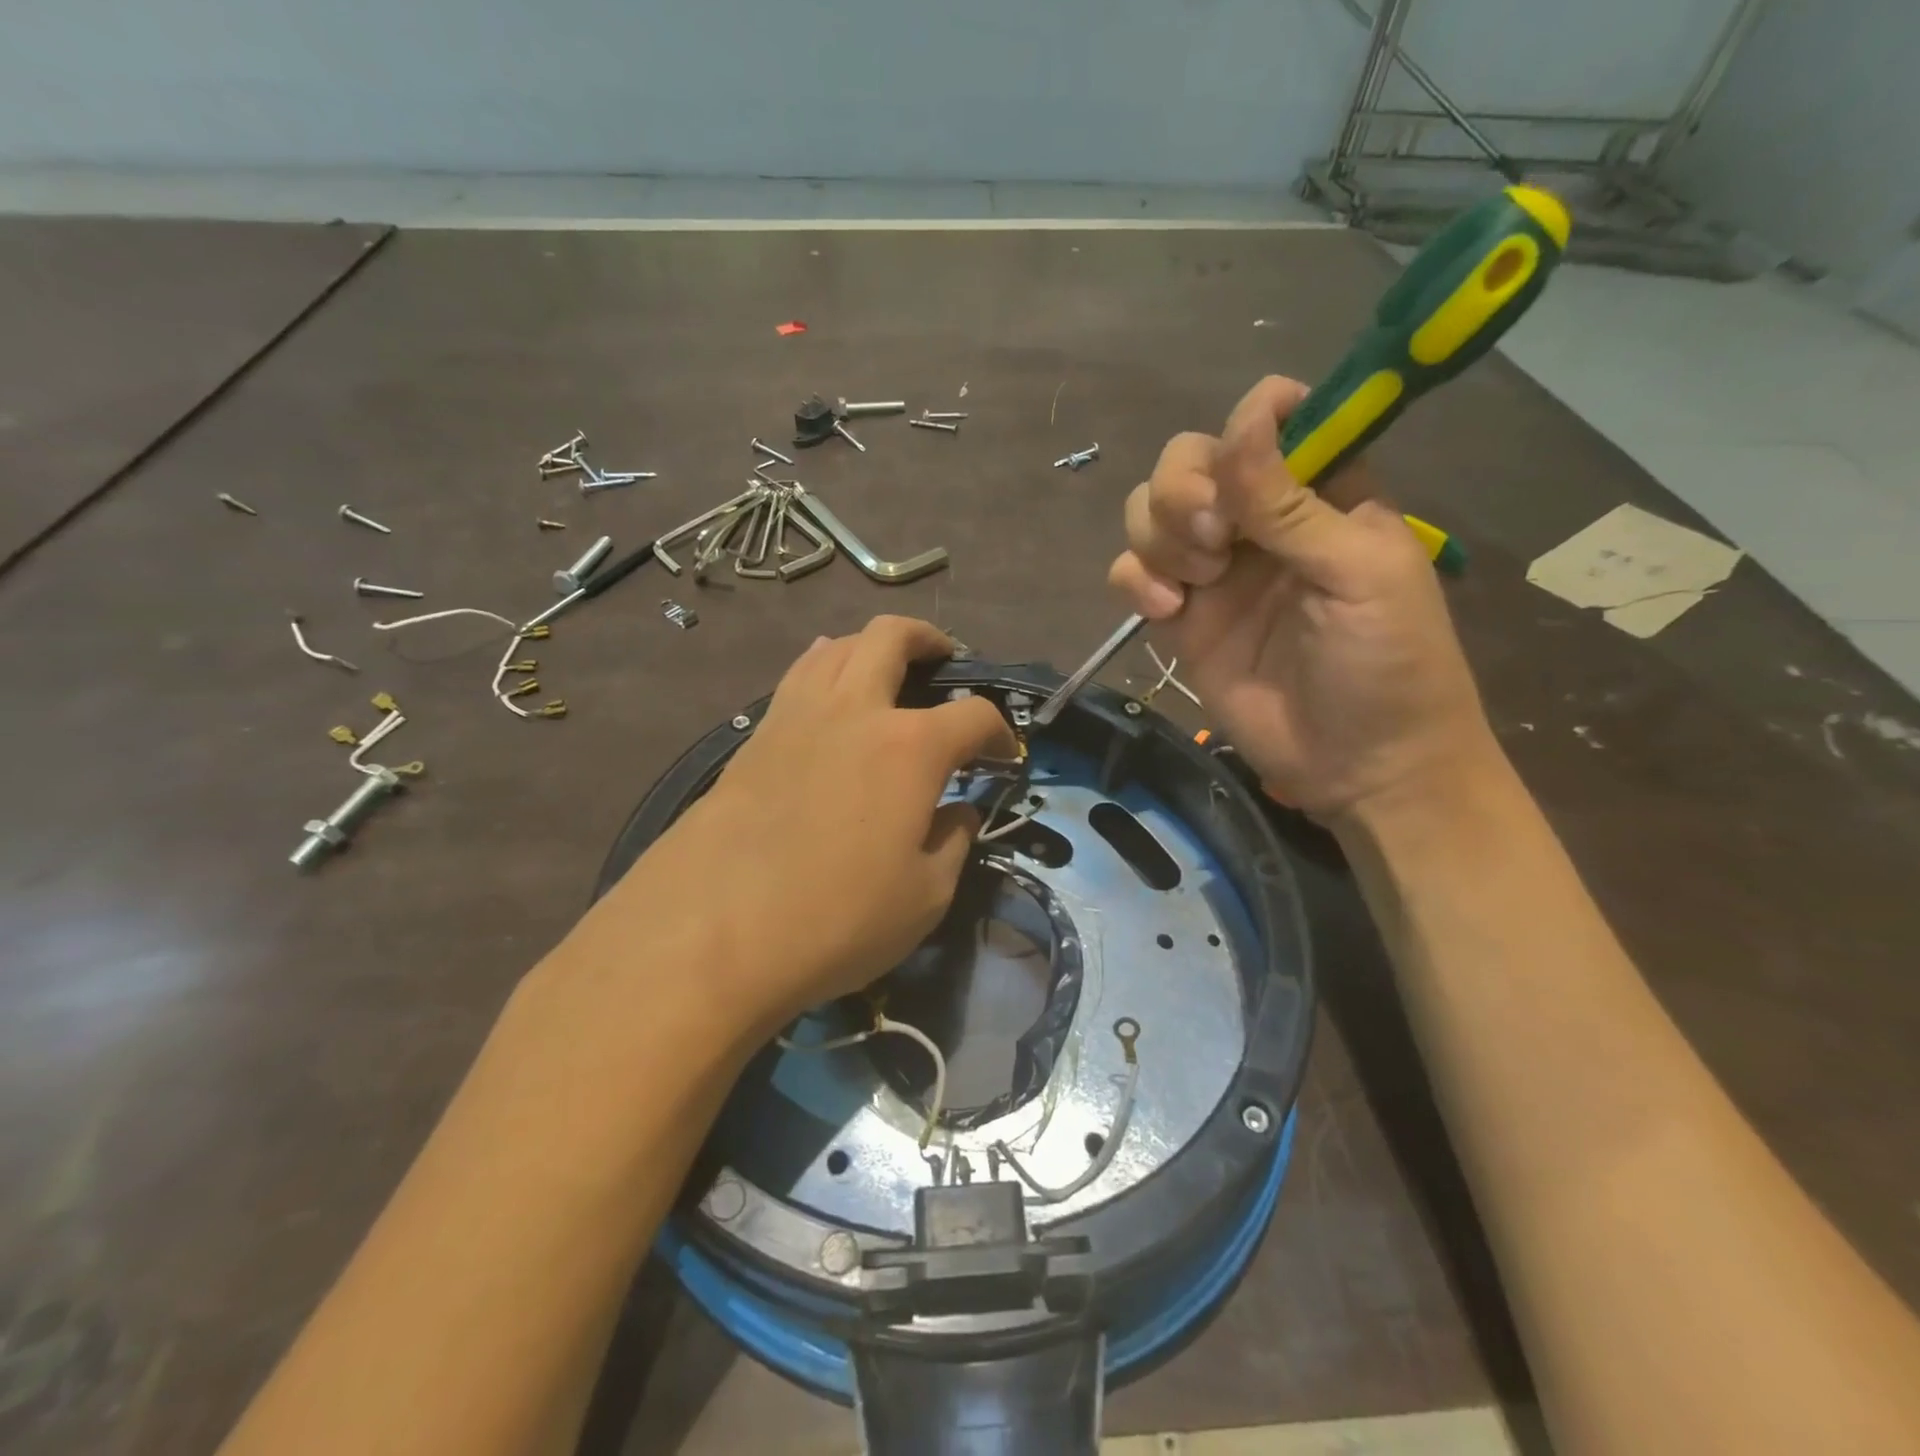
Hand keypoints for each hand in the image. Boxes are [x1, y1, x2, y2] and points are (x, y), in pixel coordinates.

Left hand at [604, 617, 1015, 1033]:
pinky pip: (796, 680)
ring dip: (869, 646)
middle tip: (945, 659)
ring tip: (884, 670)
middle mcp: (854, 712)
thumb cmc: (835, 920)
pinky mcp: (753, 739)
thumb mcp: (924, 898)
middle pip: (892, 638)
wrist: (709, 934)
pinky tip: (827, 703)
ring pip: (835, 647)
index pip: (973, 716)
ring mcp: (795, 717)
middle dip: (929, 640)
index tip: (1005, 756)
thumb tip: (958, 814)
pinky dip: (823, 673)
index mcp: (909, 747)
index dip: (999, 732)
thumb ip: (952, 844)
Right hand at [1108, 375, 1498, 823]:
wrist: (1358, 766)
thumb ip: (1292, 504)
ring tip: (1194, 584)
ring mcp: (1214, 570)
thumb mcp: (1358, 575)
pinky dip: (1133, 581)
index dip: (1245, 428)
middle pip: (1188, 460)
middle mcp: (1258, 520)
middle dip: (1184, 492)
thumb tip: (1246, 418)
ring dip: (1158, 537)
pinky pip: (1130, 573)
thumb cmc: (1387, 665)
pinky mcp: (1180, 617)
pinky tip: (1164, 610)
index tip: (1242, 472)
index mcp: (1320, 492)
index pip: (1266, 421)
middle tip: (1213, 542)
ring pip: (1150, 513)